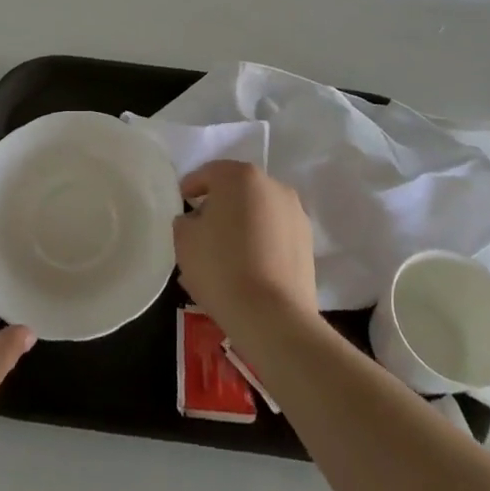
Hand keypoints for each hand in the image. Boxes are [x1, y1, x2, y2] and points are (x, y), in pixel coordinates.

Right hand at [172, 161, 316, 346]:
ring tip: (224, 255)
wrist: (273, 317)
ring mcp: (295, 214)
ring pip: (258, 212)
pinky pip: (274, 234)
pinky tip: (246, 268)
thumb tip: (196, 220)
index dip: (190, 188)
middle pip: (236, 190)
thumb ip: (185, 220)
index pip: (208, 173)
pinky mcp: (308, 242)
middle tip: (200, 231)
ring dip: (241, 225)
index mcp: (240, 176)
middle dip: (218, 207)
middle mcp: (272, 186)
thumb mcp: (184, 240)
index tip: (181, 206)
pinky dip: (260, 242)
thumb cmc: (221, 268)